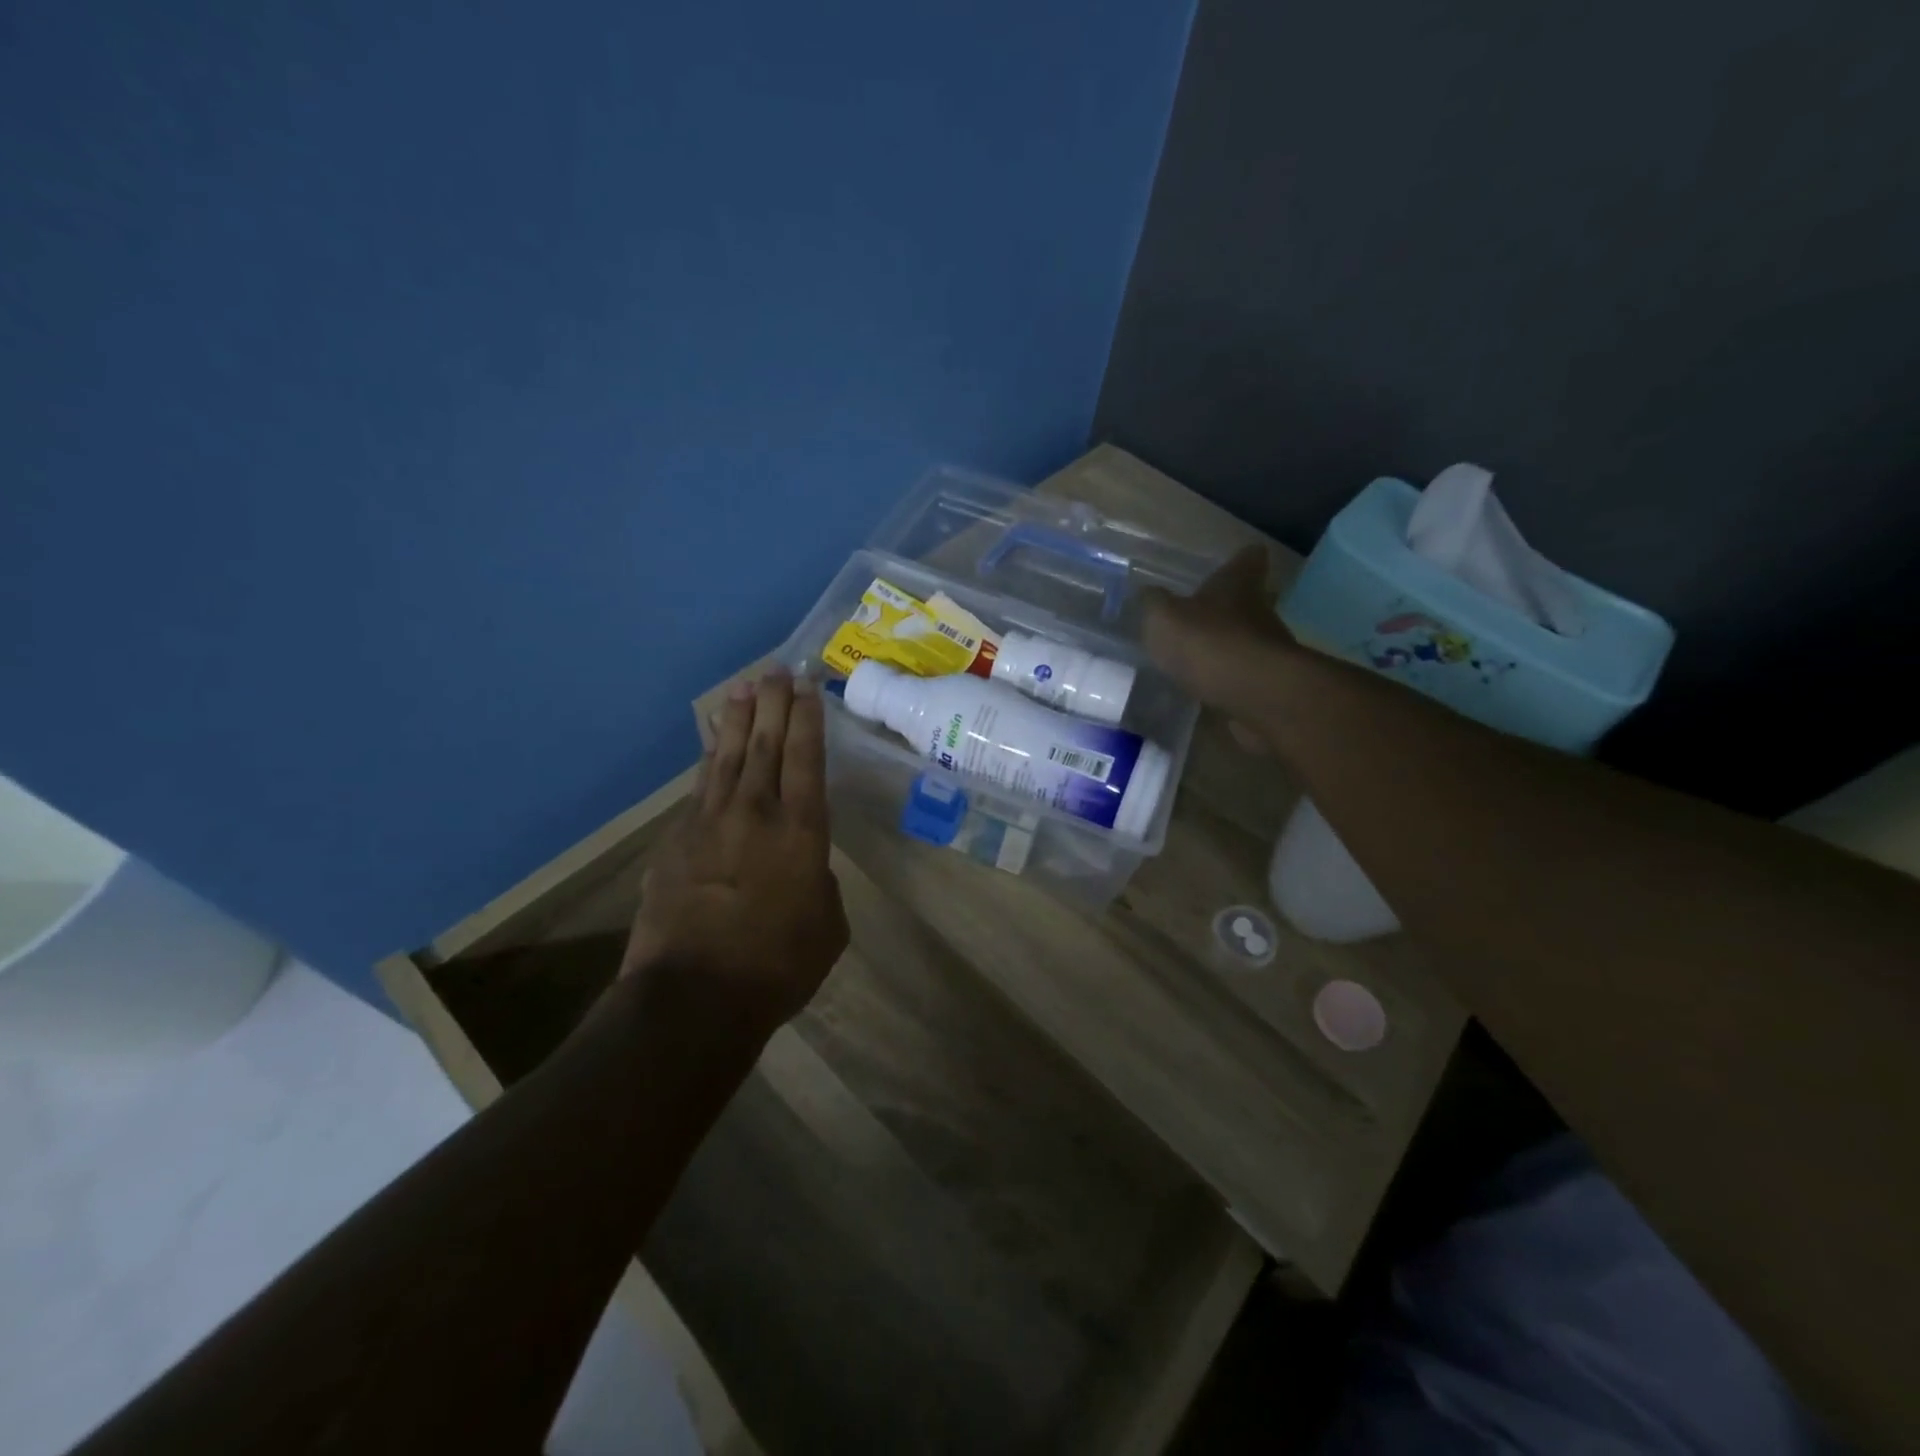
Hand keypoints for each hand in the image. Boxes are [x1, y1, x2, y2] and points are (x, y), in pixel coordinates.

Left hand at [624, 669, 849, 1039]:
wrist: (693, 995)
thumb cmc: (778, 965)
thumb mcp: (828, 925)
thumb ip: (819, 883)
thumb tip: (804, 868)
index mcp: (801, 830)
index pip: (806, 757)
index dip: (807, 718)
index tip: (807, 687)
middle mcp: (755, 812)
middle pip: (765, 743)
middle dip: (772, 703)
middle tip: (775, 670)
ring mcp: (709, 822)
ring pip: (727, 756)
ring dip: (737, 719)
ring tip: (743, 688)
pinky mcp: (675, 840)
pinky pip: (699, 787)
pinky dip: (709, 760)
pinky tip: (712, 747)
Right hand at [1142, 545, 1298, 751]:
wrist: (1253, 694)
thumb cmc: (1206, 641)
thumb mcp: (1163, 617)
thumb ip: (1154, 603)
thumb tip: (1148, 593)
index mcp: (1238, 583)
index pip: (1250, 558)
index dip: (1242, 559)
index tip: (1234, 560)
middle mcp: (1260, 609)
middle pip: (1254, 598)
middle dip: (1234, 604)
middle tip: (1209, 609)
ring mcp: (1269, 647)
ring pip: (1250, 636)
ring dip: (1230, 642)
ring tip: (1201, 653)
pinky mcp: (1268, 682)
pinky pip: (1245, 672)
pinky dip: (1230, 675)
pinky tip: (1208, 684)